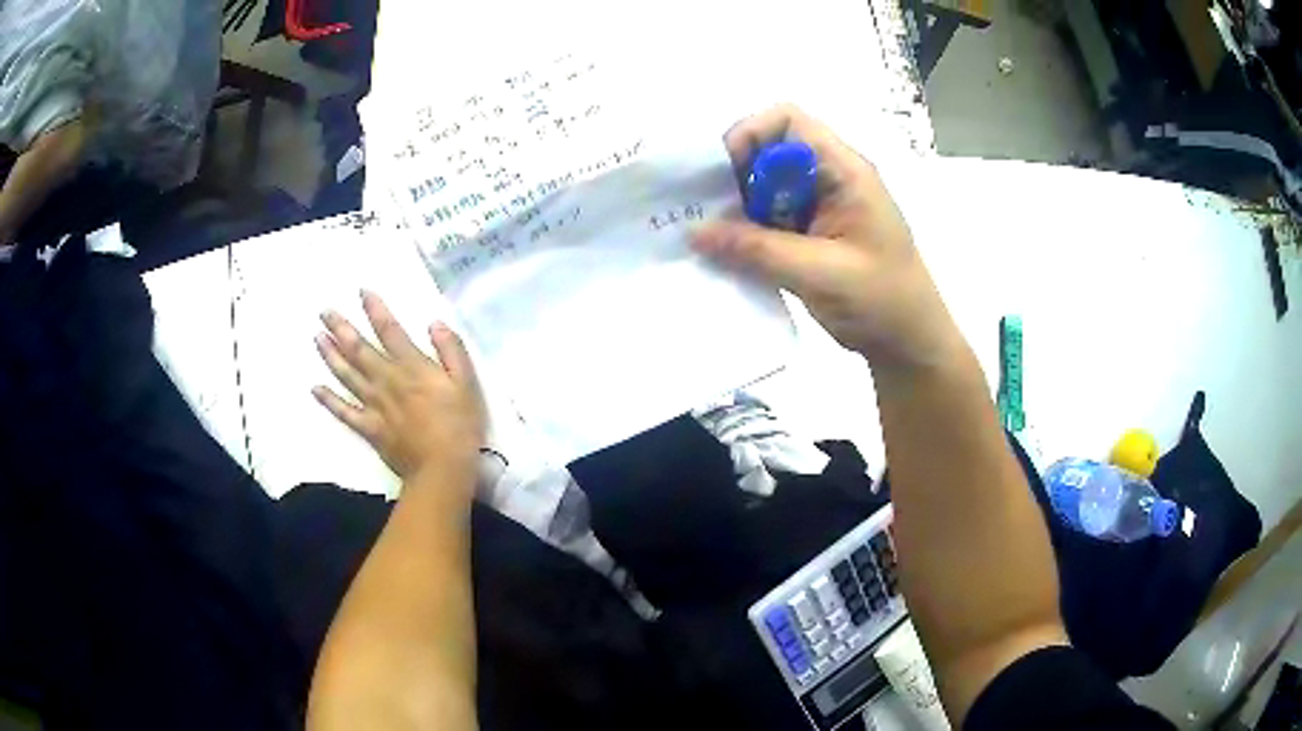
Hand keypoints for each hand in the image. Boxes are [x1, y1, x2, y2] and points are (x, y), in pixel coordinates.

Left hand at [313, 291, 486, 490]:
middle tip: (324, 312)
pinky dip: (329, 400)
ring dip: (330, 355)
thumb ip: (451, 350)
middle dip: (341, 328)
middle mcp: (387, 380)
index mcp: (411, 366)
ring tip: (317, 338)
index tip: (361, 292)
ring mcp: (374, 405)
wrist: (442, 468)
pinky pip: (344, 412)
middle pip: (359, 349)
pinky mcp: (369, 428)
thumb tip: (434, 323)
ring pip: (347, 375)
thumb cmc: (459, 425)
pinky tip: (315, 389)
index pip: (389, 330)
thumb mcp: (466, 383)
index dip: (374, 309)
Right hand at [692, 105, 963, 370]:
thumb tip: (694, 232)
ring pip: (766, 185)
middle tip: (707, 212)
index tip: (723, 175)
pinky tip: (730, 254)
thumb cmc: (881, 301)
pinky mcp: (813, 232)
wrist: (910, 343)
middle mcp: (831, 177)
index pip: (788, 121)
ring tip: (712, 237)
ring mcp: (822, 205)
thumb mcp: (819, 273)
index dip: (749, 135)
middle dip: (734, 174)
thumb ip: (757, 250)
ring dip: (738, 207)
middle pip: (770, 149)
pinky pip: (771, 217)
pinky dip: (748, 230)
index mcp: (844, 171)